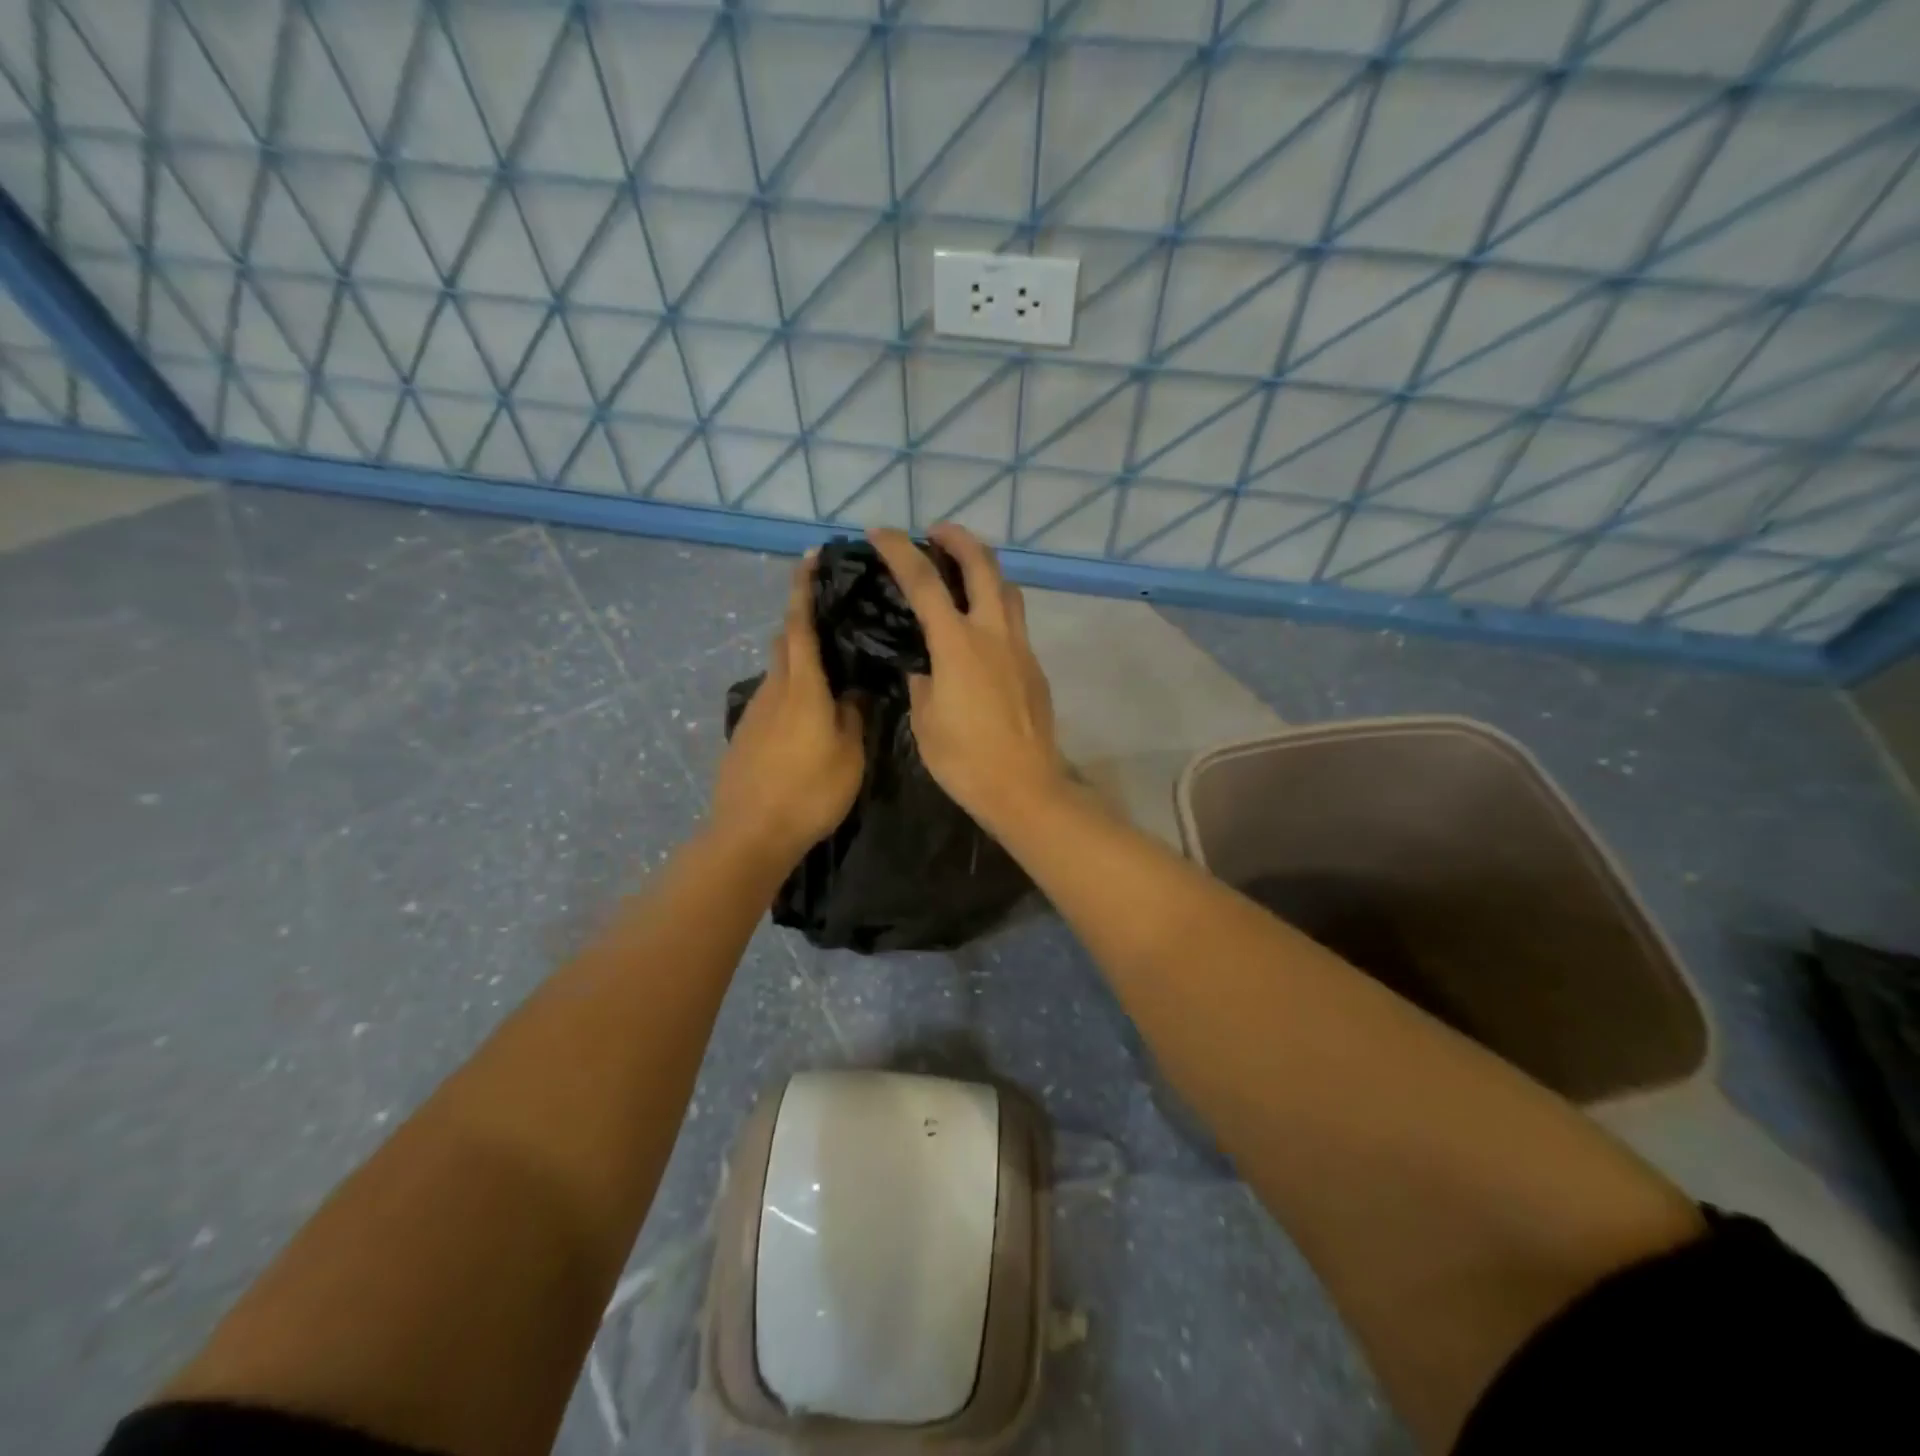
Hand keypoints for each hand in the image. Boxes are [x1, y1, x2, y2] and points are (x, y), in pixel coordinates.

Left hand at [711, 556, 865, 865]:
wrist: (750, 834)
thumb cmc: (809, 792)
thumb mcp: (849, 755)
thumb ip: (854, 715)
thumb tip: (856, 690)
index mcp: (802, 687)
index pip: (800, 624)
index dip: (804, 588)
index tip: (811, 556)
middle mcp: (774, 689)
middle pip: (785, 642)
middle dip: (803, 621)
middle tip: (836, 618)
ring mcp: (755, 712)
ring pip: (779, 671)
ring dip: (799, 661)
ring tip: (833, 672)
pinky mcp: (746, 734)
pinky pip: (773, 698)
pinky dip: (792, 691)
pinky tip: (811, 716)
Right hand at [867, 524, 1064, 834]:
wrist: (1025, 788)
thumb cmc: (965, 760)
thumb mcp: (925, 721)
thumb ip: (922, 683)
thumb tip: (924, 668)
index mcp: (958, 645)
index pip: (924, 582)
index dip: (899, 551)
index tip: (880, 533)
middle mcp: (994, 634)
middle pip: (982, 565)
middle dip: (959, 538)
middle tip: (937, 532)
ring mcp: (1020, 648)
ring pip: (1008, 588)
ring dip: (984, 568)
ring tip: (962, 573)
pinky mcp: (1034, 666)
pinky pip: (1015, 620)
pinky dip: (996, 605)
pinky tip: (980, 628)